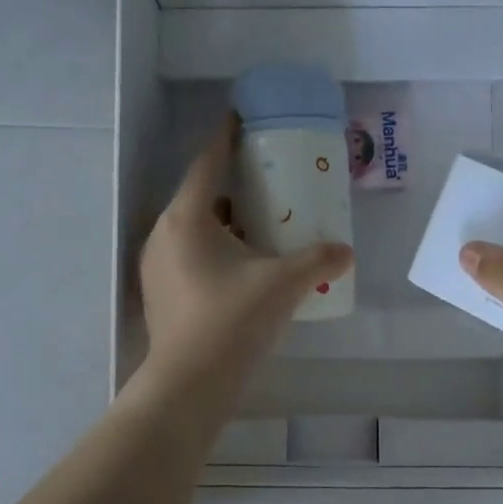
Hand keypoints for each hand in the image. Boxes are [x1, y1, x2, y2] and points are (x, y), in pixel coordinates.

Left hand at [137, 119, 353, 402]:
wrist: (190, 383)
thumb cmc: (232, 320)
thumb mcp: (283, 284)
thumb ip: (318, 261)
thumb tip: (346, 252)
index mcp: (186, 218)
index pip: (206, 163)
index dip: (225, 139)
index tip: (239, 120)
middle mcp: (163, 234)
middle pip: (199, 196)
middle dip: (230, 186)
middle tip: (264, 182)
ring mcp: (156, 266)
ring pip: (193, 230)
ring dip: (223, 223)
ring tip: (259, 225)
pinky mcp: (160, 293)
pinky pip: (188, 255)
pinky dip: (213, 250)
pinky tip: (242, 267)